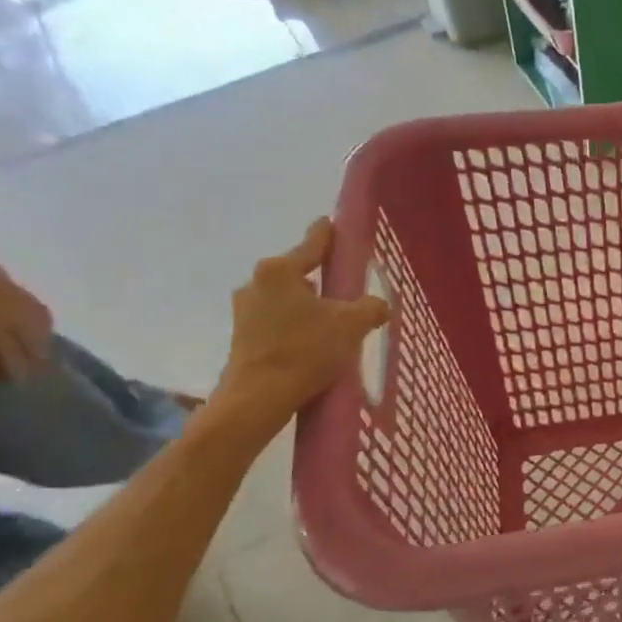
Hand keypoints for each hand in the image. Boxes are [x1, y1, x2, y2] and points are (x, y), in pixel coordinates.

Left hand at [0, 244, 52, 380]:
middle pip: (15, 358)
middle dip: (18, 372)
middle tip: (23, 382)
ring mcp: (14, 316)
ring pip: (36, 340)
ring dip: (39, 352)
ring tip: (44, 360)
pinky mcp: (24, 300)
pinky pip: (42, 318)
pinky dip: (45, 327)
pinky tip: (46, 331)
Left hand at [213, 218, 390, 427]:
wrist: (259, 398)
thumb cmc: (305, 350)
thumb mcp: (352, 324)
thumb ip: (371, 307)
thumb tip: (378, 305)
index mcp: (280, 270)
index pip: (313, 243)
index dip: (328, 234)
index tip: (332, 223)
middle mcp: (257, 283)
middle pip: (299, 273)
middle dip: (322, 282)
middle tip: (347, 293)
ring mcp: (245, 311)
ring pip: (288, 299)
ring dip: (310, 308)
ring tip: (334, 326)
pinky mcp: (242, 336)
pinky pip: (278, 321)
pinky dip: (297, 327)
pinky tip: (314, 344)